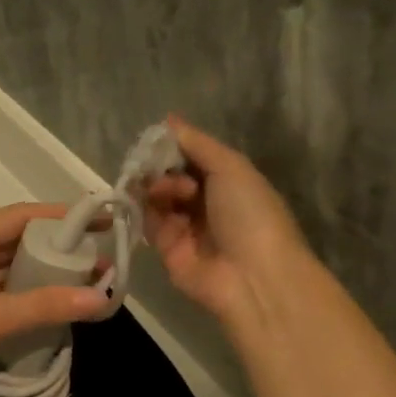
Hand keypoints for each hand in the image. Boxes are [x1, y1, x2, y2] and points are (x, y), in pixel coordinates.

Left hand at [0, 203, 107, 396]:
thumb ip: (42, 305)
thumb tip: (100, 297)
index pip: (19, 216)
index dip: (62, 217)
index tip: (103, 222)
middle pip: (13, 244)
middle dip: (56, 252)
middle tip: (101, 264)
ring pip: (5, 274)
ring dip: (41, 280)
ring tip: (85, 288)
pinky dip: (22, 303)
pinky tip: (50, 313)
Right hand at [144, 116, 312, 325]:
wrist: (252, 277)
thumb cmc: (250, 214)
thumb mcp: (231, 167)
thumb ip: (197, 144)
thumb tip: (168, 120)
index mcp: (229, 182)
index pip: (193, 157)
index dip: (175, 146)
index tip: (158, 138)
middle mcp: (206, 203)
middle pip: (172, 175)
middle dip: (161, 166)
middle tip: (159, 167)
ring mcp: (185, 226)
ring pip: (157, 196)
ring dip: (156, 185)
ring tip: (164, 189)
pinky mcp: (166, 248)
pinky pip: (148, 221)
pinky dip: (143, 207)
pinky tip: (145, 198)